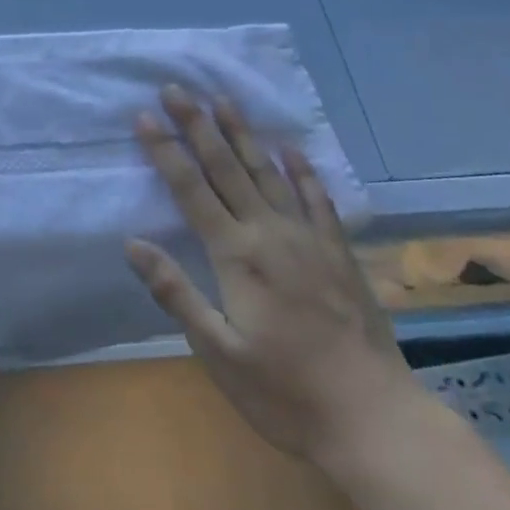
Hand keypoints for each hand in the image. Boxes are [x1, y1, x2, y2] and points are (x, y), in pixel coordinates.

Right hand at [126, 86, 411, 471]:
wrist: (377, 421)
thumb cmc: (286, 394)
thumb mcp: (218, 353)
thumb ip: (176, 294)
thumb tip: (132, 244)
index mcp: (237, 255)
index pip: (191, 189)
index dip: (165, 151)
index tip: (144, 116)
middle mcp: (270, 233)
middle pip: (226, 167)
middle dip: (198, 125)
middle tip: (176, 88)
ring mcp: (309, 239)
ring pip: (268, 172)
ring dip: (243, 134)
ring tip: (223, 99)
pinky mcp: (339, 253)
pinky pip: (318, 200)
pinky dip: (302, 171)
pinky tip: (291, 149)